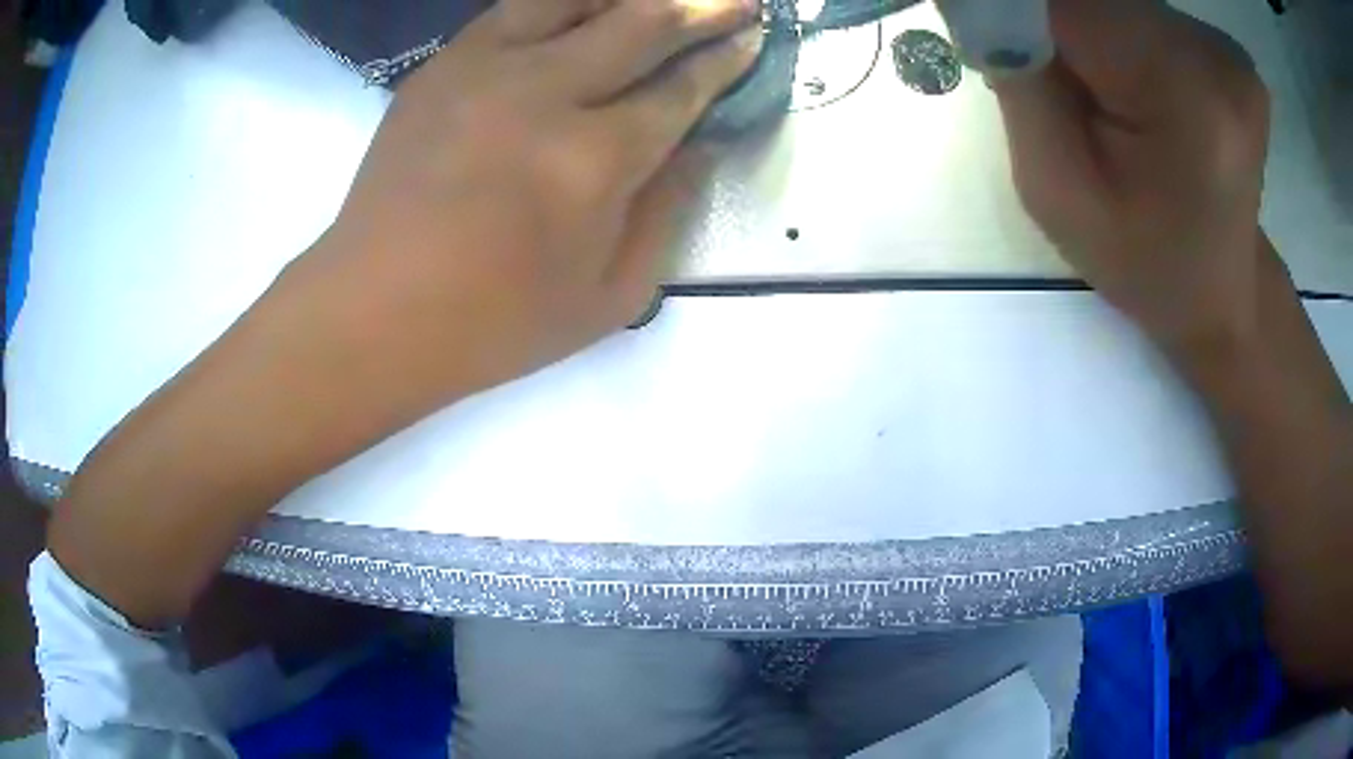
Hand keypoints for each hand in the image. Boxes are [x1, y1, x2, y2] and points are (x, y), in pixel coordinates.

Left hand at [311, 0, 761, 400]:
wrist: (374, 311)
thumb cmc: (495, 322)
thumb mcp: (610, 298)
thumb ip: (666, 213)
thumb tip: (698, 146)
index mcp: (595, 159)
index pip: (681, 89)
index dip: (725, 60)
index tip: (753, 39)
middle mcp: (545, 93)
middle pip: (641, 25)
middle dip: (701, 7)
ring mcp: (485, 69)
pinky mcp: (441, 67)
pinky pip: (513, 10)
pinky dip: (560, 2)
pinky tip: (583, 7)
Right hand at [990, 0, 1272, 346]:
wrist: (1221, 293)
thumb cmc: (1143, 262)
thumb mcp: (1055, 190)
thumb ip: (1019, 78)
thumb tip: (987, 0)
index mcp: (1185, 92)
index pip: (1071, 2)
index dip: (1021, 12)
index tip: (1006, 48)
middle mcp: (1213, 52)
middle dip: (1055, 27)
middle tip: (1061, 91)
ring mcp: (1224, 47)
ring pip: (1116, 3)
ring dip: (1087, 35)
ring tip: (1104, 101)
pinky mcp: (1223, 47)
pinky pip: (1141, 15)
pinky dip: (1116, 38)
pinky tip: (1131, 90)